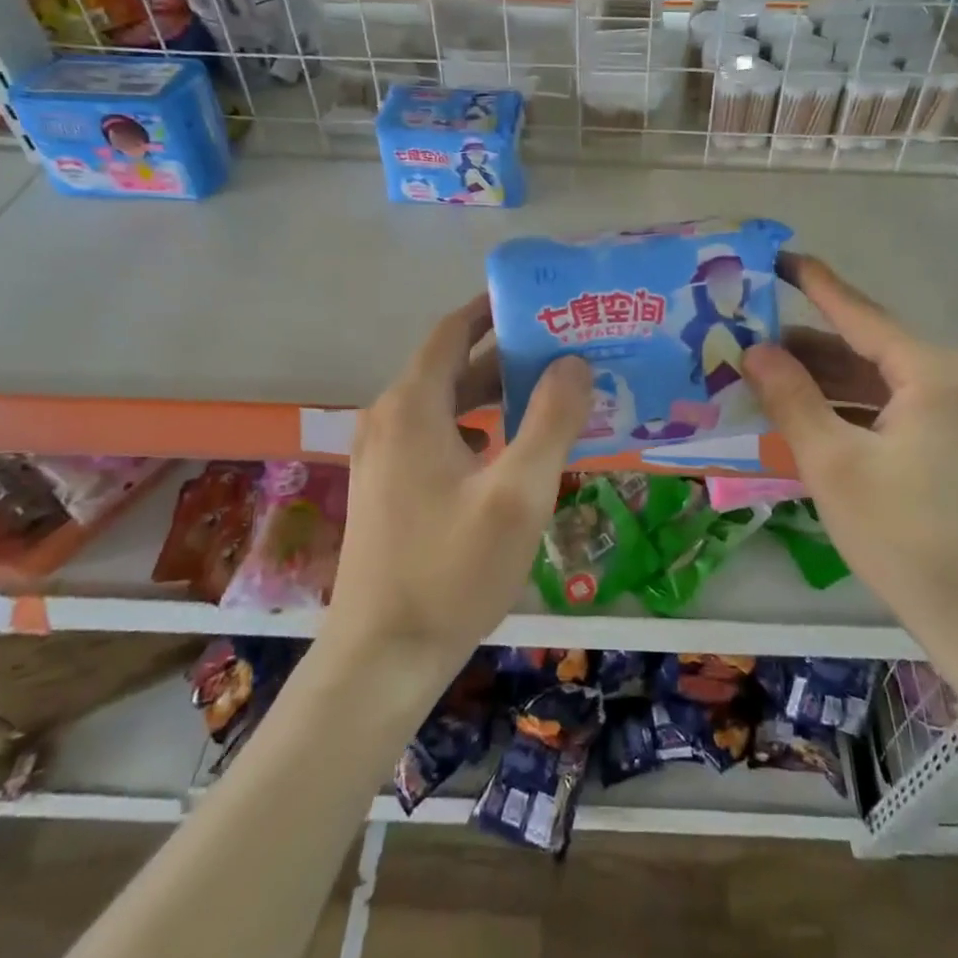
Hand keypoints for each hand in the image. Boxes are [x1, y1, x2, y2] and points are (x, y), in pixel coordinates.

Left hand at [327, 296, 591, 682]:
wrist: (383, 658)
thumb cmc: (452, 570)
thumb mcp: (518, 494)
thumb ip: (551, 420)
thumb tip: (574, 362)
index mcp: (413, 407)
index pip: (453, 331)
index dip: (492, 308)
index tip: (539, 299)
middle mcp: (390, 419)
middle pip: (452, 365)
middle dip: (505, 351)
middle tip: (563, 345)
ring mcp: (384, 455)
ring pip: (447, 403)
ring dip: (494, 391)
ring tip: (550, 390)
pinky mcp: (390, 486)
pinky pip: (439, 434)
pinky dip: (477, 425)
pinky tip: (514, 446)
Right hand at [743, 254, 957, 684]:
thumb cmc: (909, 538)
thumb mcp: (834, 464)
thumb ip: (791, 398)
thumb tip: (754, 349)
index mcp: (933, 370)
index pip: (858, 313)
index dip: (813, 284)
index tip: (777, 257)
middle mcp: (956, 379)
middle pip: (867, 349)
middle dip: (807, 347)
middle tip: (748, 337)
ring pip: (880, 383)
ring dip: (826, 383)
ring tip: (765, 377)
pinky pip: (896, 411)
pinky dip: (852, 411)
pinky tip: (811, 417)